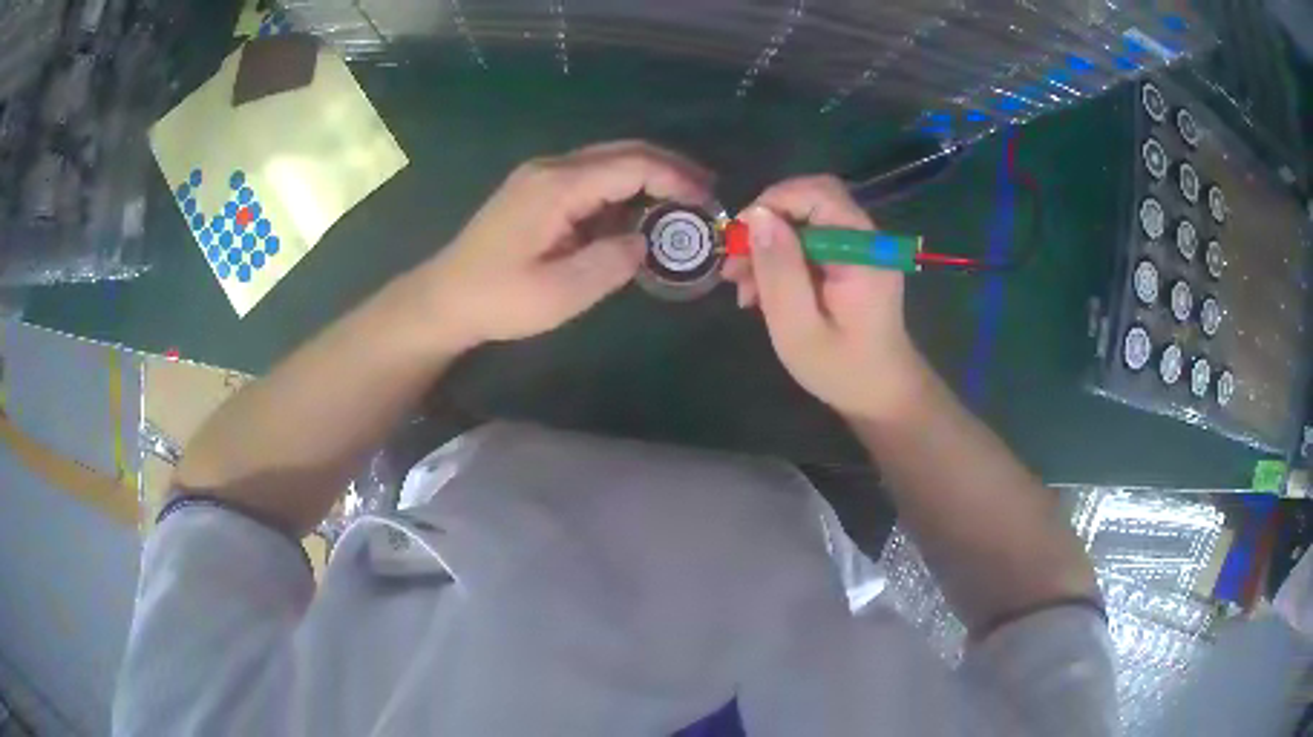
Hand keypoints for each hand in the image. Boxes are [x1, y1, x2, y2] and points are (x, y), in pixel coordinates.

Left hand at [419, 141, 712, 351]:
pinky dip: (623, 193)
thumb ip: (613, 262)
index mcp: (558, 186)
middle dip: (671, 170)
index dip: (676, 179)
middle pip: (624, 153)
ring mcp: (542, 177)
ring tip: (683, 208)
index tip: (708, 203)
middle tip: (707, 197)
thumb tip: (645, 240)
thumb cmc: (499, 299)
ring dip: (648, 180)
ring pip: (609, 163)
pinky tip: (638, 217)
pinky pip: (591, 180)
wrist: (445, 299)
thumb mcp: (562, 293)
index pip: (632, 165)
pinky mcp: (537, 191)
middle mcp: (552, 169)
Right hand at [723, 175, 930, 421]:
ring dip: (769, 244)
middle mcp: (867, 239)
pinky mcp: (853, 261)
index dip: (772, 203)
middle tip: (735, 262)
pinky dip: (783, 258)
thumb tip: (757, 216)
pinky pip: (811, 241)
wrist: (881, 396)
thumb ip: (779, 271)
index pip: (817, 194)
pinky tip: (762, 291)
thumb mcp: (798, 328)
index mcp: (863, 251)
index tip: (738, 237)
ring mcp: (862, 249)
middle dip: (766, 223)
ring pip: (806, 220)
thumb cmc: (842, 370)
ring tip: (743, 288)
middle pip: (810, 200)